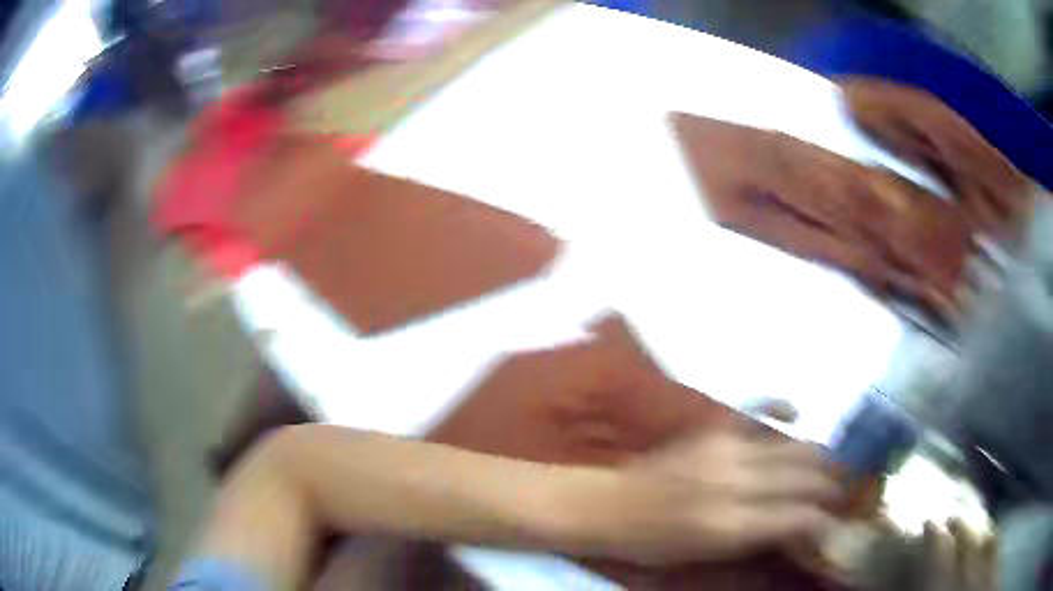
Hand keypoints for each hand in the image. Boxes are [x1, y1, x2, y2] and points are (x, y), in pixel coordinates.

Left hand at [588, 421, 839, 565]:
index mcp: (730, 524)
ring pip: (790, 446)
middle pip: (802, 476)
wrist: (611, 506)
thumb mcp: (706, 555)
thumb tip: (796, 525)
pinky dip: (780, 407)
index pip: (797, 516)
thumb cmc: (656, 543)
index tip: (834, 520)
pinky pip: (756, 408)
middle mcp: (735, 482)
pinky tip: (795, 413)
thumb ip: (755, 537)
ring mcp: (724, 449)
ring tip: (831, 462)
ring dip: (816, 454)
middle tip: (843, 487)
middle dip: (829, 482)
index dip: (822, 518)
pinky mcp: (711, 428)